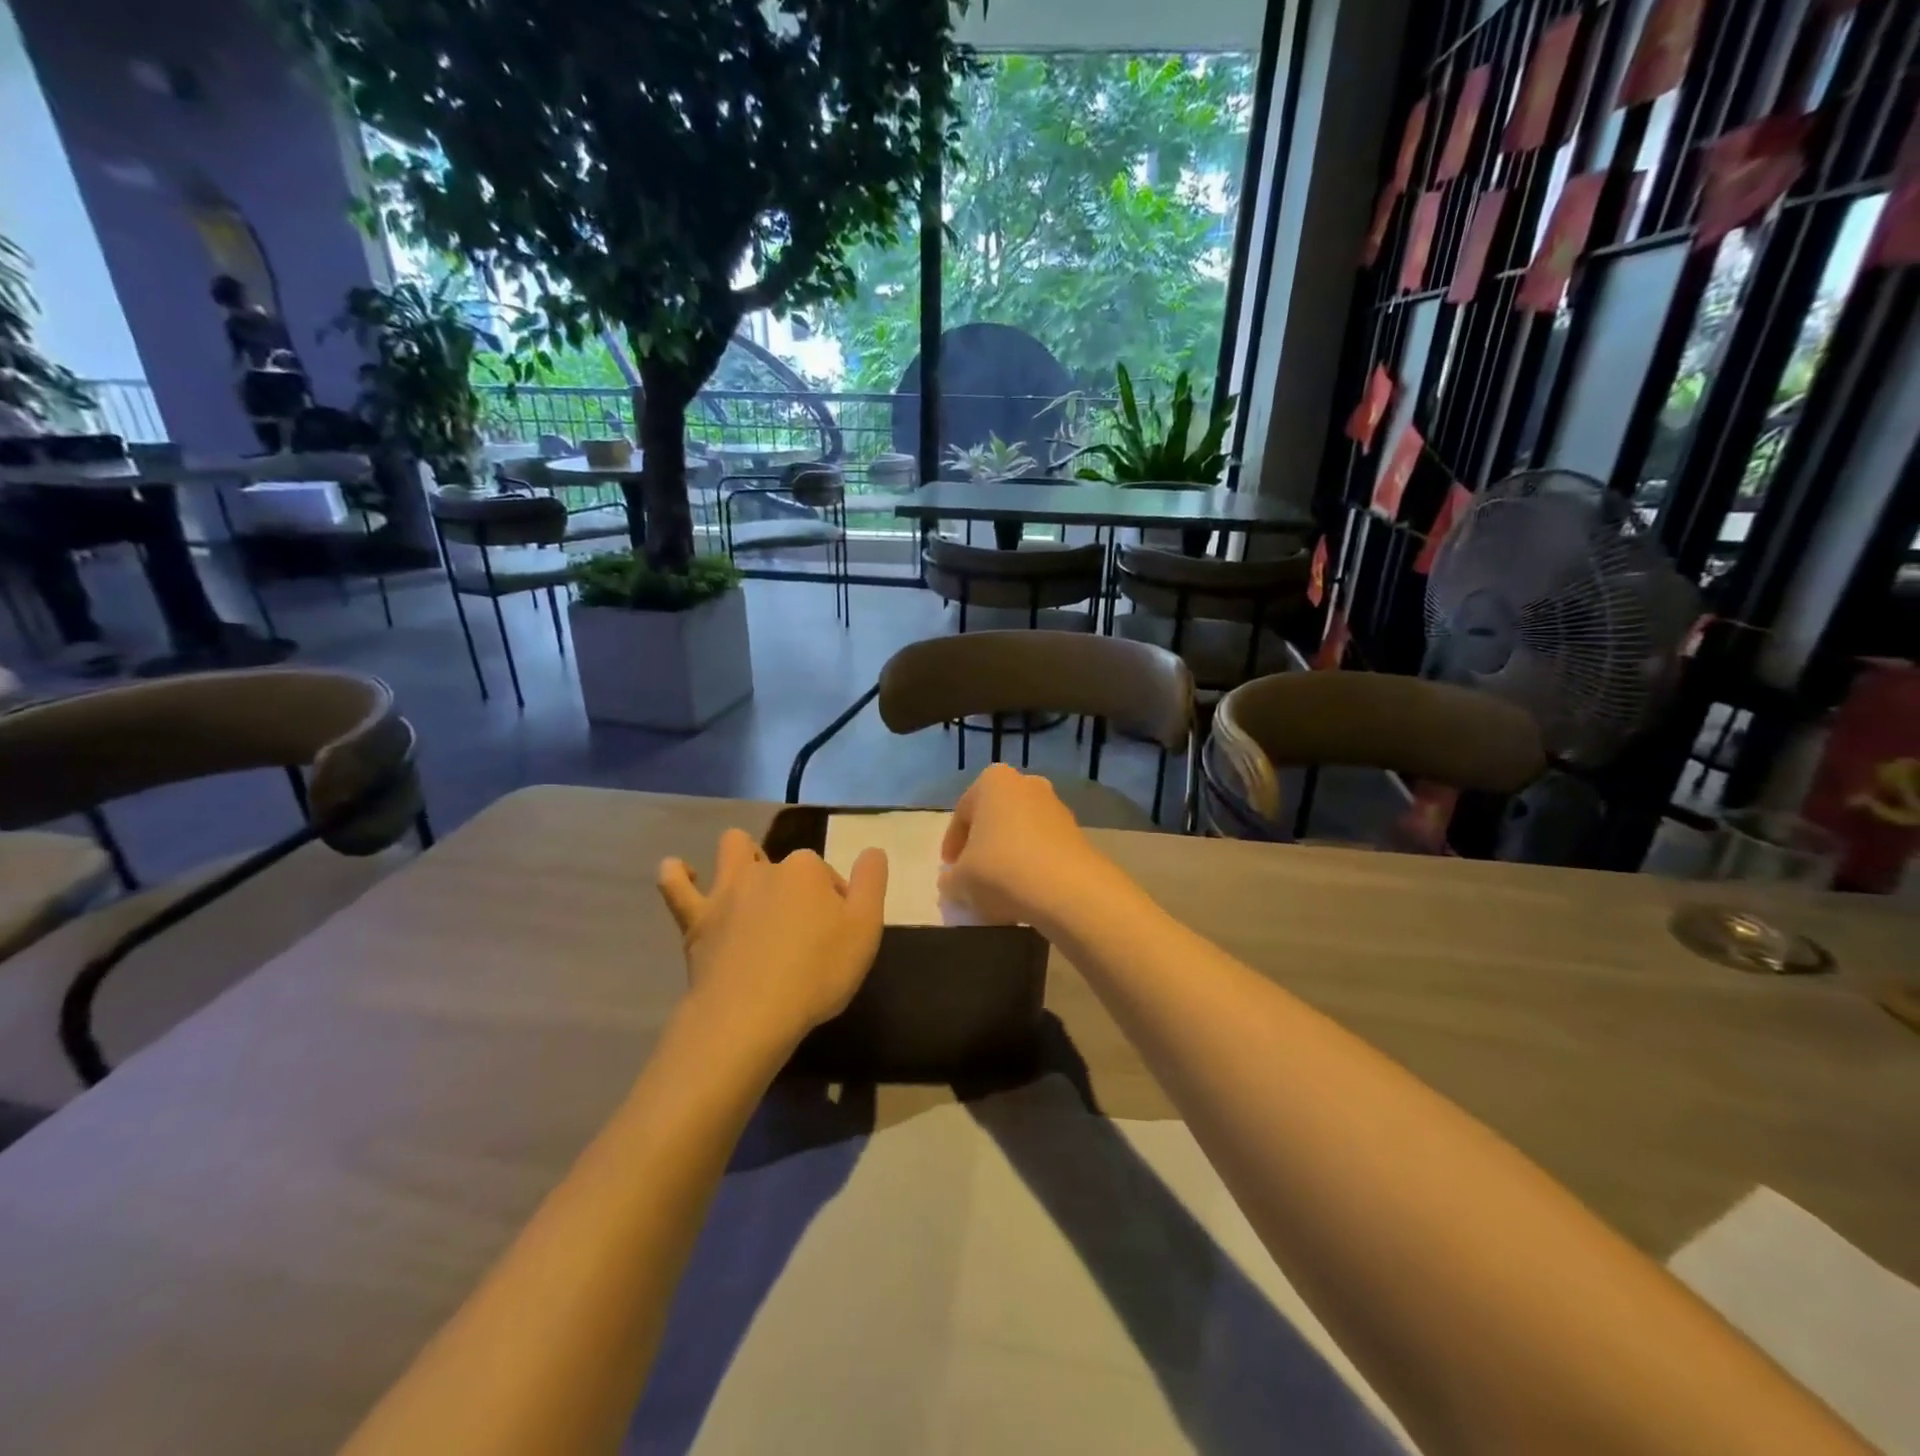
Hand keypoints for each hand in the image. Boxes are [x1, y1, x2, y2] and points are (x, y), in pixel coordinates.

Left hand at [658, 829, 887, 1048]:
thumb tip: (872, 851)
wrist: (750, 1014)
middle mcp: (765, 869)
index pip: (828, 875)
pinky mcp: (696, 918)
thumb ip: (872, 883)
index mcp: (807, 870)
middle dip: (793, 878)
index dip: (836, 901)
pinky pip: (676, 885)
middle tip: (799, 920)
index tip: (839, 934)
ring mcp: (726, 891)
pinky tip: (679, 871)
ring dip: (740, 856)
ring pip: (732, 852)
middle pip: (785, 863)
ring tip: (749, 878)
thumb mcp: (866, 929)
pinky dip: (677, 874)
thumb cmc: (817, 973)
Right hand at [939, 764, 1117, 929]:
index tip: (950, 870)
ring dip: (1009, 855)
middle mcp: (1026, 784)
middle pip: (995, 818)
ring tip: (1000, 888)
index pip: (962, 814)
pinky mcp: (1077, 832)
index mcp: (992, 781)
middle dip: (983, 845)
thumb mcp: (960, 880)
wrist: (1068, 889)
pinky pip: (1044, 847)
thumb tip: (952, 881)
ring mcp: (1056, 806)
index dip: (952, 846)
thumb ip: (950, 878)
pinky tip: (1026, 891)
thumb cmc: (1001, 870)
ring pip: (1021, 832)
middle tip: (973, 875)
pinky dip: (1032, 864)